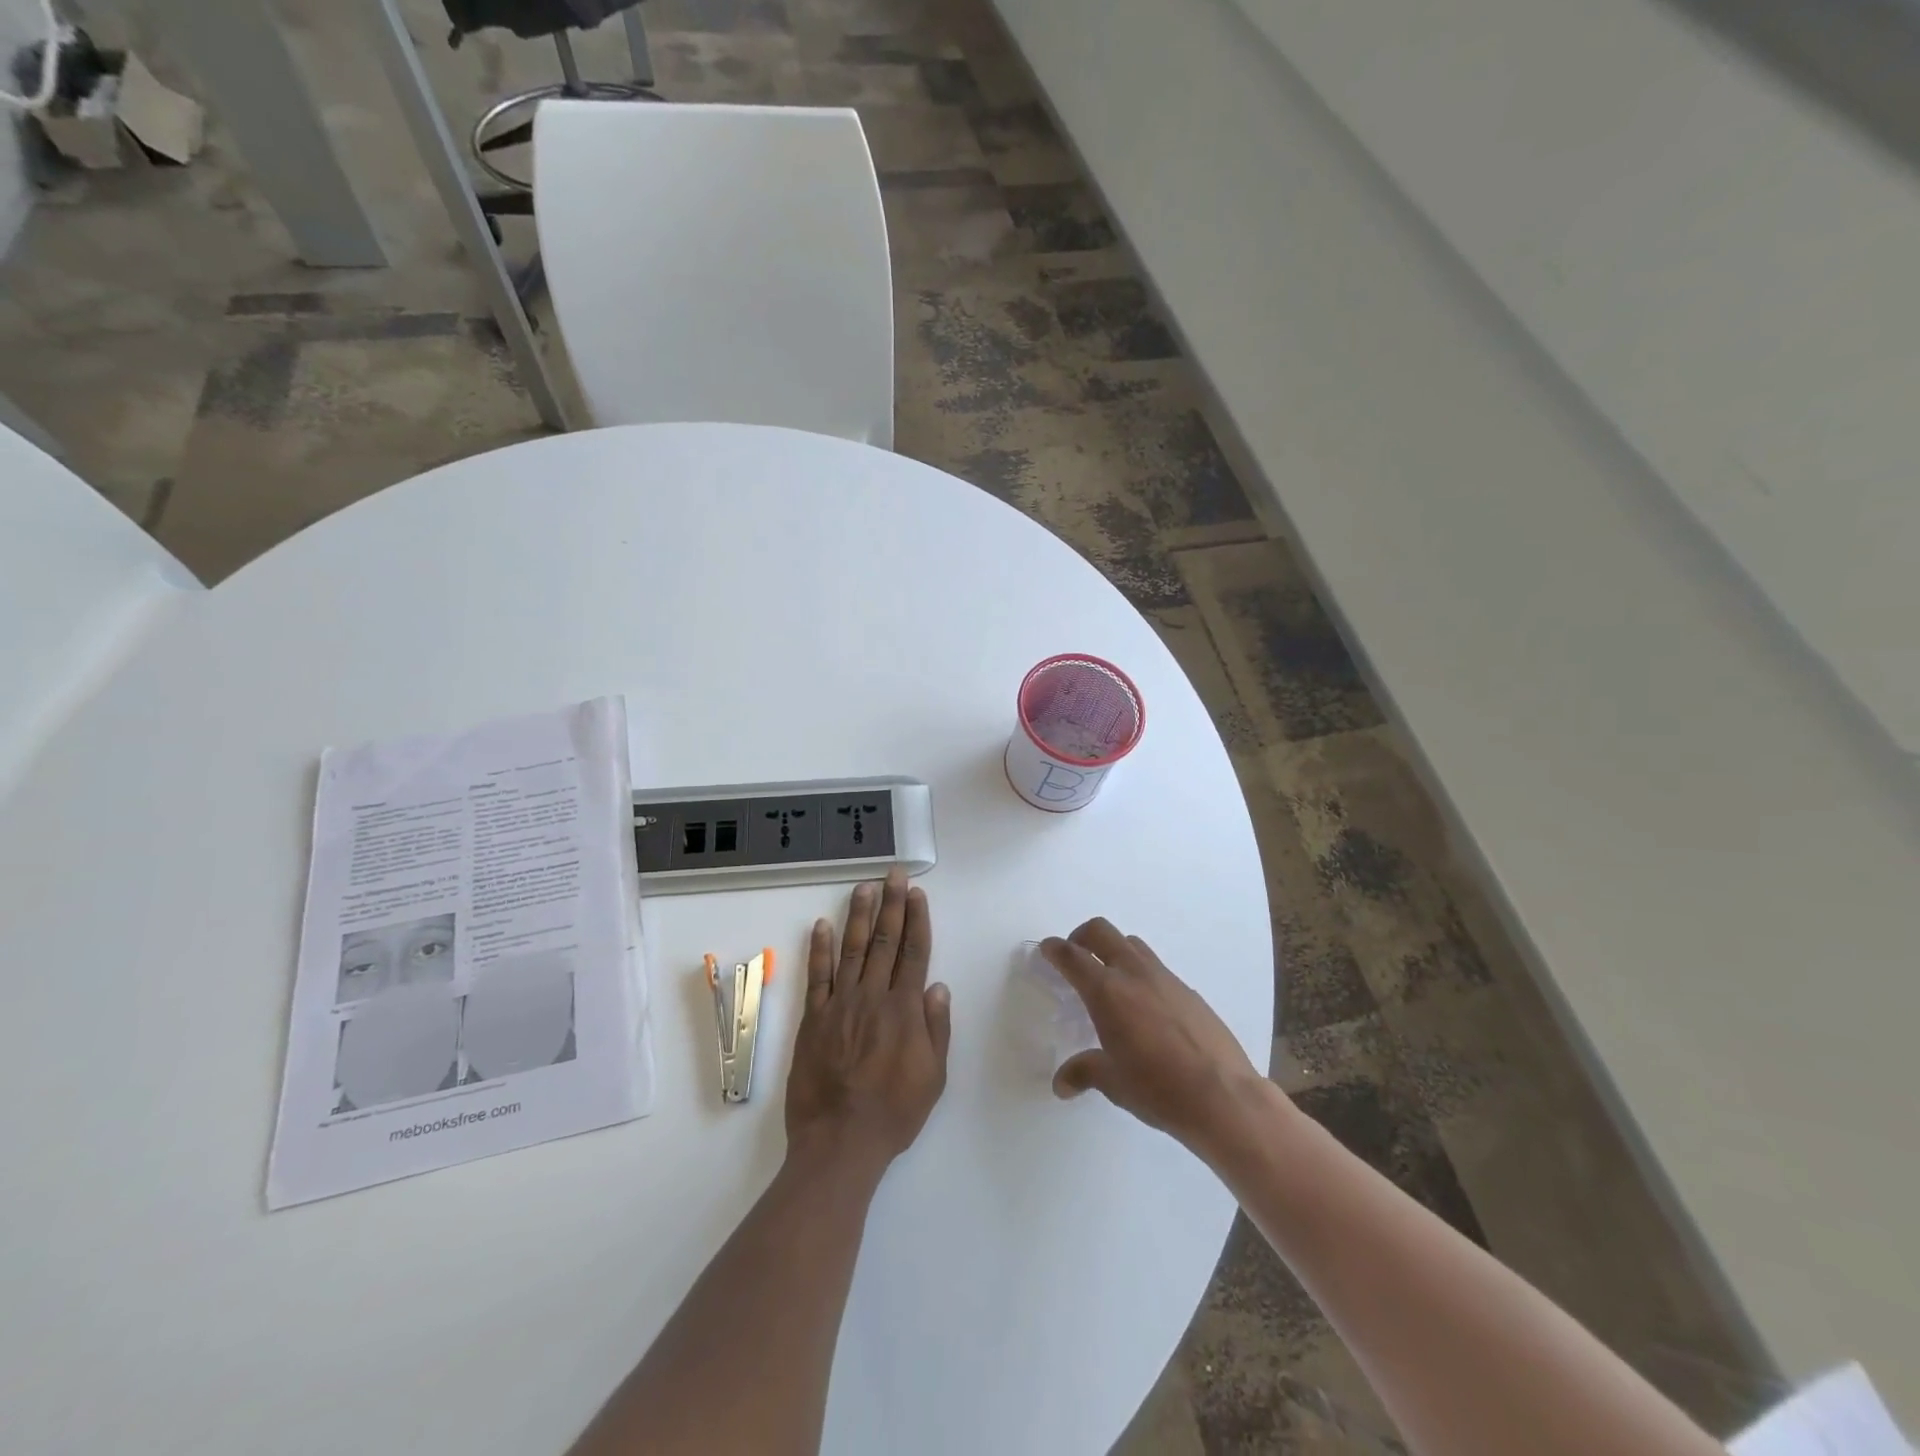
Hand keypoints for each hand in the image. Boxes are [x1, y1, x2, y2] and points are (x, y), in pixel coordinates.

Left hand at [786, 867, 951, 1172]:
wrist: (839, 1141)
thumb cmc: (893, 1112)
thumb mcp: (933, 1076)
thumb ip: (936, 1028)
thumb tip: (938, 986)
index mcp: (904, 1010)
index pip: (914, 953)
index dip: (917, 920)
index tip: (917, 893)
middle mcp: (872, 997)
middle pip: (885, 941)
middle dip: (892, 904)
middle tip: (893, 875)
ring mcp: (840, 1004)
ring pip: (852, 949)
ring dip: (859, 916)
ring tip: (864, 887)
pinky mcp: (813, 1018)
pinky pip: (817, 976)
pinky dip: (819, 949)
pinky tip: (822, 924)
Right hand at [1044, 919, 1267, 1152]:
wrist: (1223, 1096)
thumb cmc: (1158, 1088)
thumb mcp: (1113, 1082)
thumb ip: (1084, 1073)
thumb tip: (1061, 1084)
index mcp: (1107, 992)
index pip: (1072, 957)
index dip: (1055, 949)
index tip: (1047, 949)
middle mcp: (1134, 974)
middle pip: (1101, 932)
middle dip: (1082, 936)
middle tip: (1075, 956)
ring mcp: (1165, 978)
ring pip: (1132, 944)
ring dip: (1114, 950)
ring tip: (1110, 979)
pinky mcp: (1189, 991)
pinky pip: (1156, 968)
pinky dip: (1141, 973)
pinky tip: (1146, 1008)